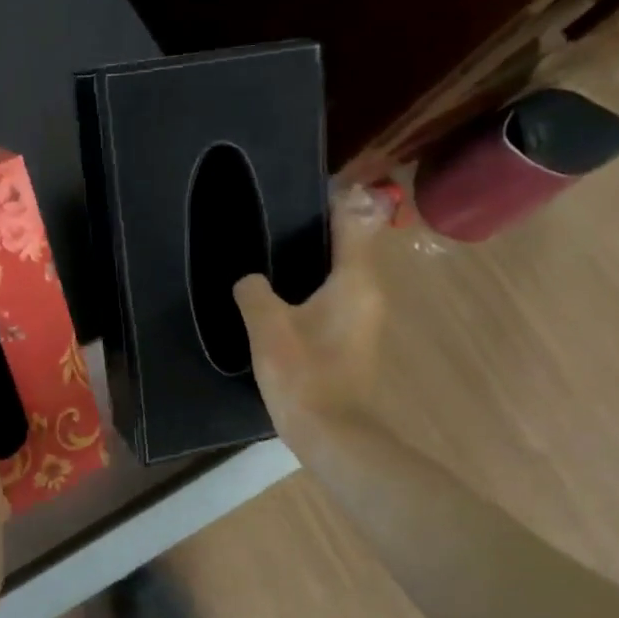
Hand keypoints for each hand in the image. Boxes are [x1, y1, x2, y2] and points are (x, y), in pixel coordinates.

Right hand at [233, 183, 387, 448]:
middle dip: (320, 227)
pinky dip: (314, 284)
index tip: (307, 185)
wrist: (330, 432)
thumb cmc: (302, 372)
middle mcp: (368, 293)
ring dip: (316, 258)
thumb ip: (254, 291)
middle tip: (278, 215)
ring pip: (342, 273)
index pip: (352, 223)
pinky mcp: (352, 339)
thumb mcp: (267, 325)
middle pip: (349, 246)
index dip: (335, 200)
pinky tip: (283, 292)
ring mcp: (364, 318)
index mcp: (354, 281)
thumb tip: (251, 280)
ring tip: (274, 248)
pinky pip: (335, 296)